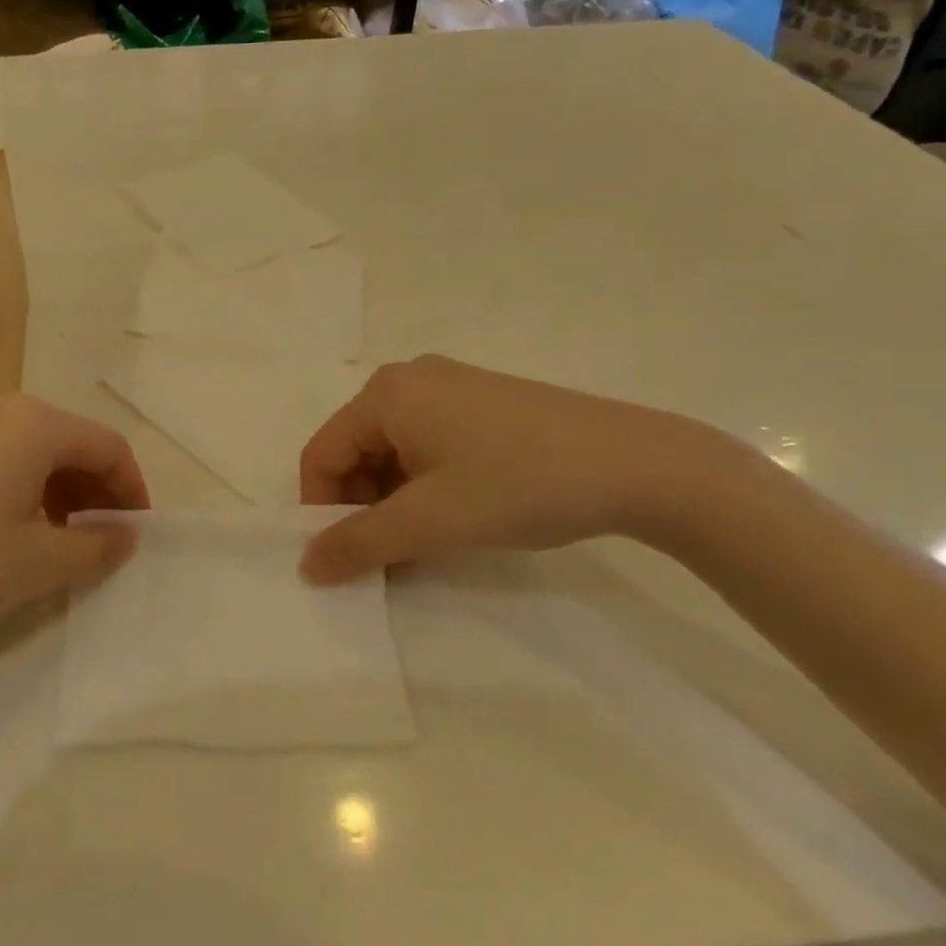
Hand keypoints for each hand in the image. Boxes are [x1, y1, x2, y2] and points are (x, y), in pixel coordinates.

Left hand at [0, 388, 148, 689]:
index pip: (107, 446)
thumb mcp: (36, 566)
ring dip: (56, 487)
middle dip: (93, 489)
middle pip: (68, 440)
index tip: (133, 533)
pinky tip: (5, 524)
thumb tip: (125, 536)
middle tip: (97, 540)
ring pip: (30, 445)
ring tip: (54, 538)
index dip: (131, 490)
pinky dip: (18, 481)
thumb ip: (96, 547)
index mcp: (32, 422)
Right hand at [299, 355, 717, 581]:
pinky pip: (429, 446)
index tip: (342, 558)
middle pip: (356, 451)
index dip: (320, 510)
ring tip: (422, 549)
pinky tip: (452, 521)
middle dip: (362, 509)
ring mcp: (450, 388)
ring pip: (394, 452)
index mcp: (386, 394)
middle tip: (386, 559)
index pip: (322, 453)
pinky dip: (425, 487)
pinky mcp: (483, 404)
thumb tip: (306, 565)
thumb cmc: (518, 484)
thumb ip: (359, 543)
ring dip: (394, 504)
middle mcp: (410, 380)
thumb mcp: (430, 521)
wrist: (639, 465)